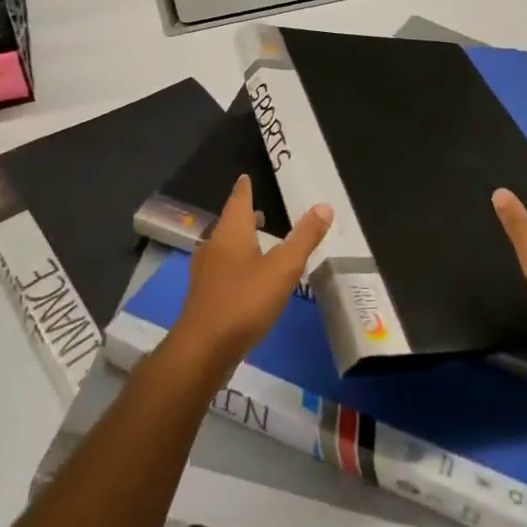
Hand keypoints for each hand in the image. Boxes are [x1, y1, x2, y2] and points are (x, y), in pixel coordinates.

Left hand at [166, 176, 332, 381]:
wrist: (202, 350)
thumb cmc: (244, 301)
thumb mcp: (283, 268)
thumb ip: (304, 238)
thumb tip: (324, 206)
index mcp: (230, 233)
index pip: (238, 200)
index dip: (244, 188)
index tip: (245, 177)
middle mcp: (213, 246)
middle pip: (229, 223)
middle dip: (244, 216)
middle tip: (259, 210)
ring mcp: (206, 273)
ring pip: (224, 247)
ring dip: (240, 241)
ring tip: (257, 242)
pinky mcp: (204, 297)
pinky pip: (222, 270)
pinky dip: (235, 264)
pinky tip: (246, 279)